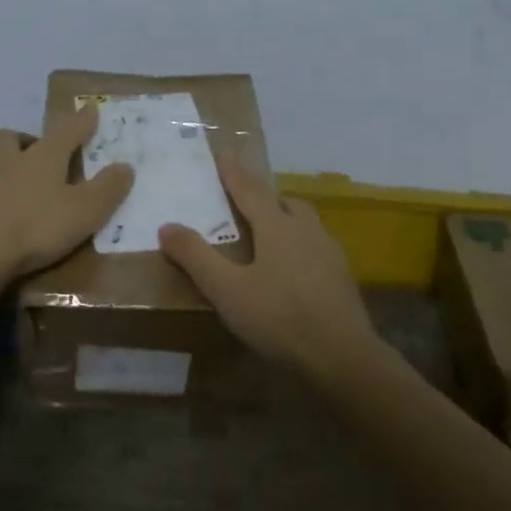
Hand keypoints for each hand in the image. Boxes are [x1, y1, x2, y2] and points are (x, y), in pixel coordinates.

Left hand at [0, 105, 133, 284]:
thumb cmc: (37, 226)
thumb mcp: (85, 210)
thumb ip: (107, 188)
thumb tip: (124, 165)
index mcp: (45, 156)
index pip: (67, 129)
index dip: (82, 120)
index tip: (90, 109)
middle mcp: (15, 163)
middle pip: (14, 138)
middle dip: (28, 138)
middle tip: (43, 150)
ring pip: (1, 164)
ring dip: (16, 168)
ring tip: (34, 189)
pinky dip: (6, 199)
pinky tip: (16, 216)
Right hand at [160, 153, 375, 373]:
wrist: (344, 358)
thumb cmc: (279, 318)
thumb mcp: (227, 290)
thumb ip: (196, 257)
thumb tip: (167, 226)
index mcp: (277, 227)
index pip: (250, 190)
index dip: (234, 172)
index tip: (225, 151)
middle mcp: (307, 231)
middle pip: (285, 203)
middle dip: (265, 197)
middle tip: (247, 201)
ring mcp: (330, 254)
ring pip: (305, 224)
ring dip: (286, 220)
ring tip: (269, 235)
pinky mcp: (342, 279)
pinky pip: (316, 249)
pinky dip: (299, 247)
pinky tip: (292, 272)